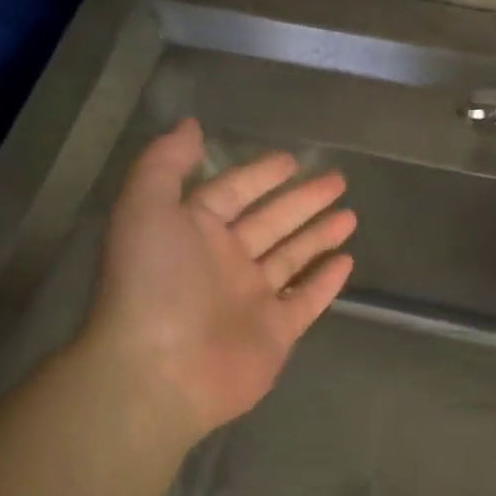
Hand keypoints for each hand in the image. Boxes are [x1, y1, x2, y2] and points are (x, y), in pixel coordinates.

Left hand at [88, 118, 355, 442]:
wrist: (159, 370)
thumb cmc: (153, 283)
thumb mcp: (144, 207)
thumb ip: (165, 164)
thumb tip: (189, 125)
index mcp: (193, 231)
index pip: (233, 192)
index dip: (260, 174)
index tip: (292, 159)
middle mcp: (224, 262)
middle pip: (271, 222)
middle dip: (303, 200)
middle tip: (338, 180)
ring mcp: (252, 299)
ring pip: (292, 258)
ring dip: (319, 235)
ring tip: (350, 214)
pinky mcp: (275, 333)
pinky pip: (306, 300)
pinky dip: (326, 282)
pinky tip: (348, 261)